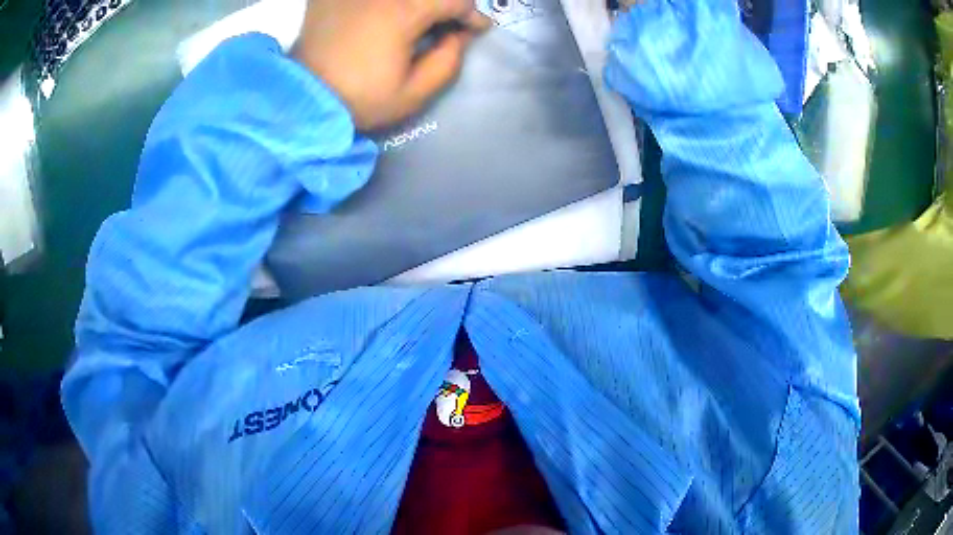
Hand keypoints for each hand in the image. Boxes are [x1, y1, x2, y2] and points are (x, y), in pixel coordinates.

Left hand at [293, 0, 490, 129]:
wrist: (302, 100)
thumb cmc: (359, 99)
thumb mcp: (413, 93)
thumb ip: (448, 60)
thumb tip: (459, 35)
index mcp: (404, 11)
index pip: (455, 0)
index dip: (472, 14)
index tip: (476, 30)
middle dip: (447, 5)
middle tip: (448, 24)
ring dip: (418, 4)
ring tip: (421, 21)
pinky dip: (386, 6)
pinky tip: (384, 16)